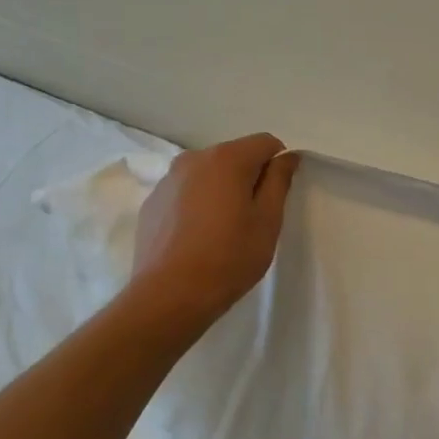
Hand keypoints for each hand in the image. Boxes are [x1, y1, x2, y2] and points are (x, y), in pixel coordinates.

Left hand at [129, 133, 299, 324]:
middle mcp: (193, 159)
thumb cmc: (230, 256)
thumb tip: (286, 157)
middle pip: (234, 156)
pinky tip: (198, 238)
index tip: (276, 198)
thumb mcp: (268, 220)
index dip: (278, 166)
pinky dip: (197, 205)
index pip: (266, 143)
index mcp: (227, 159)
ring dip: (221, 191)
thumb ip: (279, 181)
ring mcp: (168, 180)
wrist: (169, 295)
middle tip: (252, 218)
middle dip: (248, 178)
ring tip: (222, 230)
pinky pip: (185, 193)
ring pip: (208, 175)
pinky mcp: (151, 203)